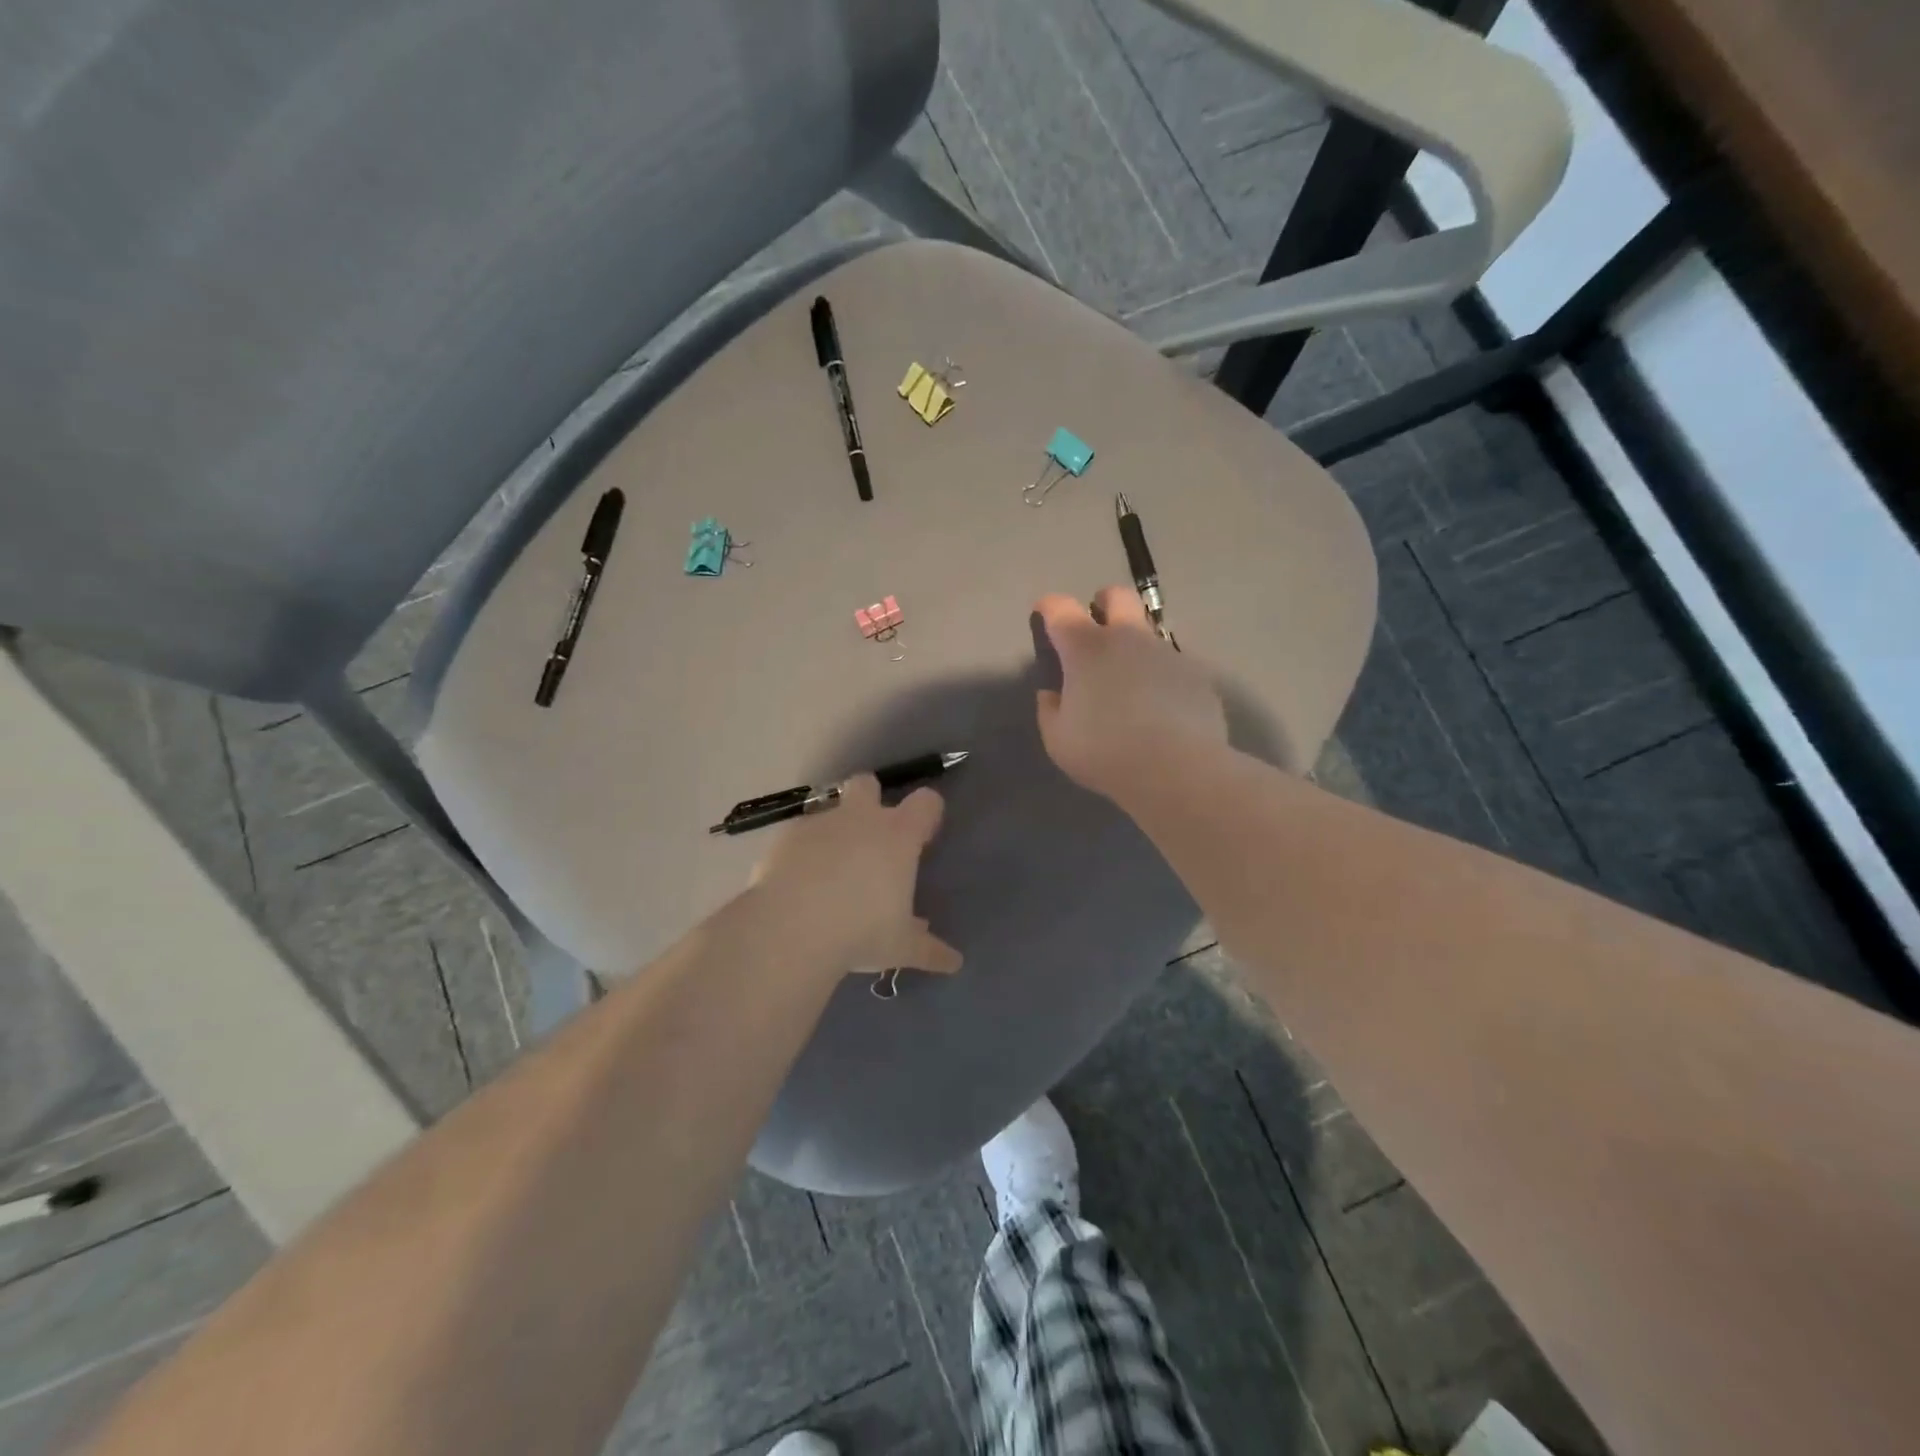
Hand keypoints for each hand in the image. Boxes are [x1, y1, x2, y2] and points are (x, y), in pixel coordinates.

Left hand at [751, 775, 961, 980]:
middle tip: (870, 838)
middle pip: (867, 783)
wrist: (789, 930)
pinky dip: (801, 853)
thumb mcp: (900, 947)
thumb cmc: (860, 932)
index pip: (926, 802)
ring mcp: (819, 824)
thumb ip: (928, 949)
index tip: (924, 836)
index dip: (927, 813)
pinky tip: (797, 884)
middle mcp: (860, 819)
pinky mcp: (784, 838)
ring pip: (829, 810)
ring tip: (829, 871)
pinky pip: (798, 836)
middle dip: (870, 799)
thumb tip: (954, 962)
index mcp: (897, 836)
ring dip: (833, 831)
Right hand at [1033, 587, 1227, 802]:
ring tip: (1132, 681)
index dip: (1049, 607)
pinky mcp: (1196, 673)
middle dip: (1103, 602)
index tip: (1044, 615)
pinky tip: (1162, 707)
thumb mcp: (1058, 740)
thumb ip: (1050, 710)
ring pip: (1149, 632)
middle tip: (1097, 627)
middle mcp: (1128, 638)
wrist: (1178, 769)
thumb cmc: (1106, 752)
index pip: (1060, 608)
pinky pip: (1172, 665)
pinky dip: (1161, 677)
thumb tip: (1052, 694)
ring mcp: (1166, 652)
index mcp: (1086, 649)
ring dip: (1135, 645)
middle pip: (1117, 596)